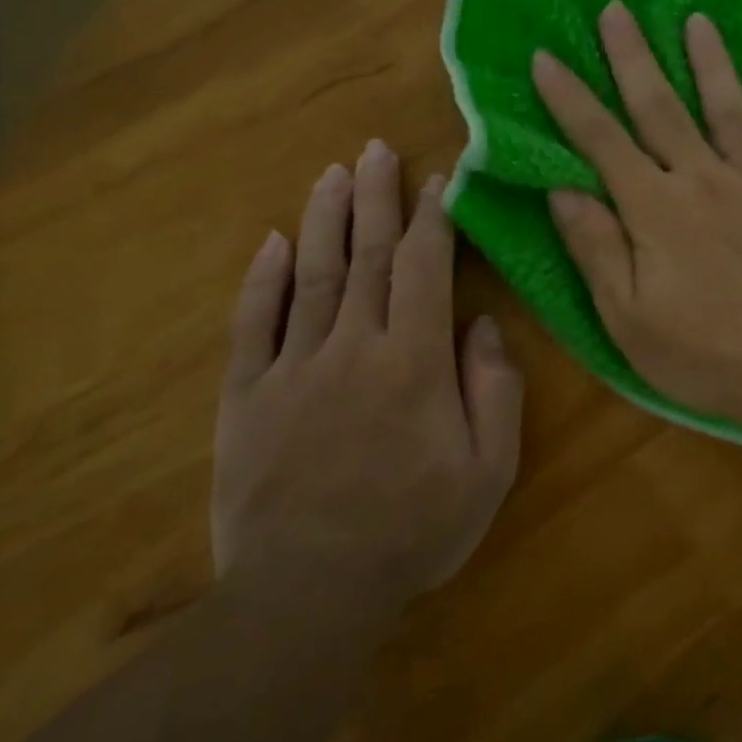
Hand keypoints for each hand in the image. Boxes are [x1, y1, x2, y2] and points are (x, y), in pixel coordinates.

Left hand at [212, 141, 523, 616]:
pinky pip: (253, 324)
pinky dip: (262, 280)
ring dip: (323, 219)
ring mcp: (293, 367)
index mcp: (415, 360)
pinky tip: (270, 242)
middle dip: (375, 197)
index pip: (424, 268)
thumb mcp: (489, 469)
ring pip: (311, 274)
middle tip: (375, 149)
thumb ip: (495, 388)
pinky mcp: (246, 395)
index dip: (431, 218)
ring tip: (332, 174)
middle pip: (366, 255)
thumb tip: (483, 323)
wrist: (310, 591)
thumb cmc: (414, 530)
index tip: (435, 180)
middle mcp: (354, 345)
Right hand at [532, 2, 741, 436]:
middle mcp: (706, 180)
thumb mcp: (628, 319)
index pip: (603, 142)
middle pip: (663, 108)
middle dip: (634, 57)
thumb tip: (562, 190)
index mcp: (657, 210)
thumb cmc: (705, 356)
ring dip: (711, 63)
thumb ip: (596, 249)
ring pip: (731, 110)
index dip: (571, 99)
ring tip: (697, 20)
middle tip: (618, 9)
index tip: (546, 57)